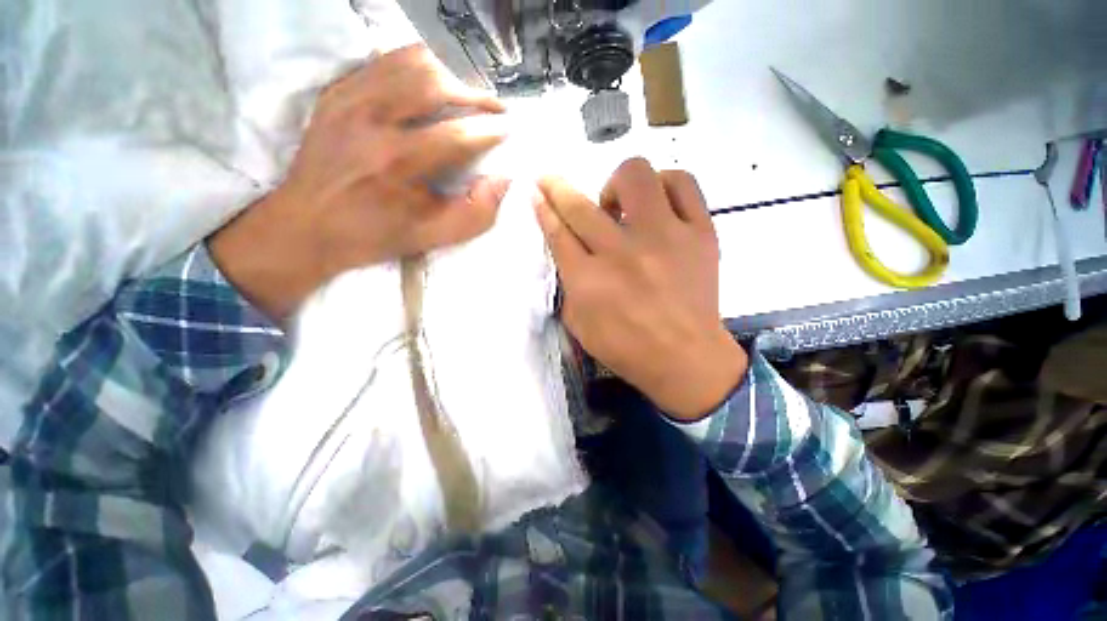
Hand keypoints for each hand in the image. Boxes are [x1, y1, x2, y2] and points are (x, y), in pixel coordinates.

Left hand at [210, 45, 509, 319]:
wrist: (306, 225)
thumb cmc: (374, 234)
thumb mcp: (431, 237)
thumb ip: (474, 214)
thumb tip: (502, 181)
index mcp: (396, 162)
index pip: (456, 135)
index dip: (489, 130)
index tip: (507, 131)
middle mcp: (370, 120)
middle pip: (435, 84)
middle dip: (474, 95)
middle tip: (493, 109)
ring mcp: (349, 99)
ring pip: (411, 63)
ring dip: (448, 77)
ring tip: (465, 98)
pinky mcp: (337, 92)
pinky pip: (385, 62)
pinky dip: (416, 69)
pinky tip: (429, 89)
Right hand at [535, 158, 747, 420]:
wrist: (685, 358)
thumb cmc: (626, 347)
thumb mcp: (579, 323)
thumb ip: (568, 284)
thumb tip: (566, 247)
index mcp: (589, 279)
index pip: (557, 231)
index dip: (543, 206)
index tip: (537, 190)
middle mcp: (622, 252)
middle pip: (581, 205)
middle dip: (558, 188)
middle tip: (554, 183)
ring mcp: (665, 237)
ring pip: (635, 176)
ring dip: (617, 184)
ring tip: (621, 207)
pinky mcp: (700, 233)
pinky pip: (682, 184)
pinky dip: (664, 184)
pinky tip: (657, 203)